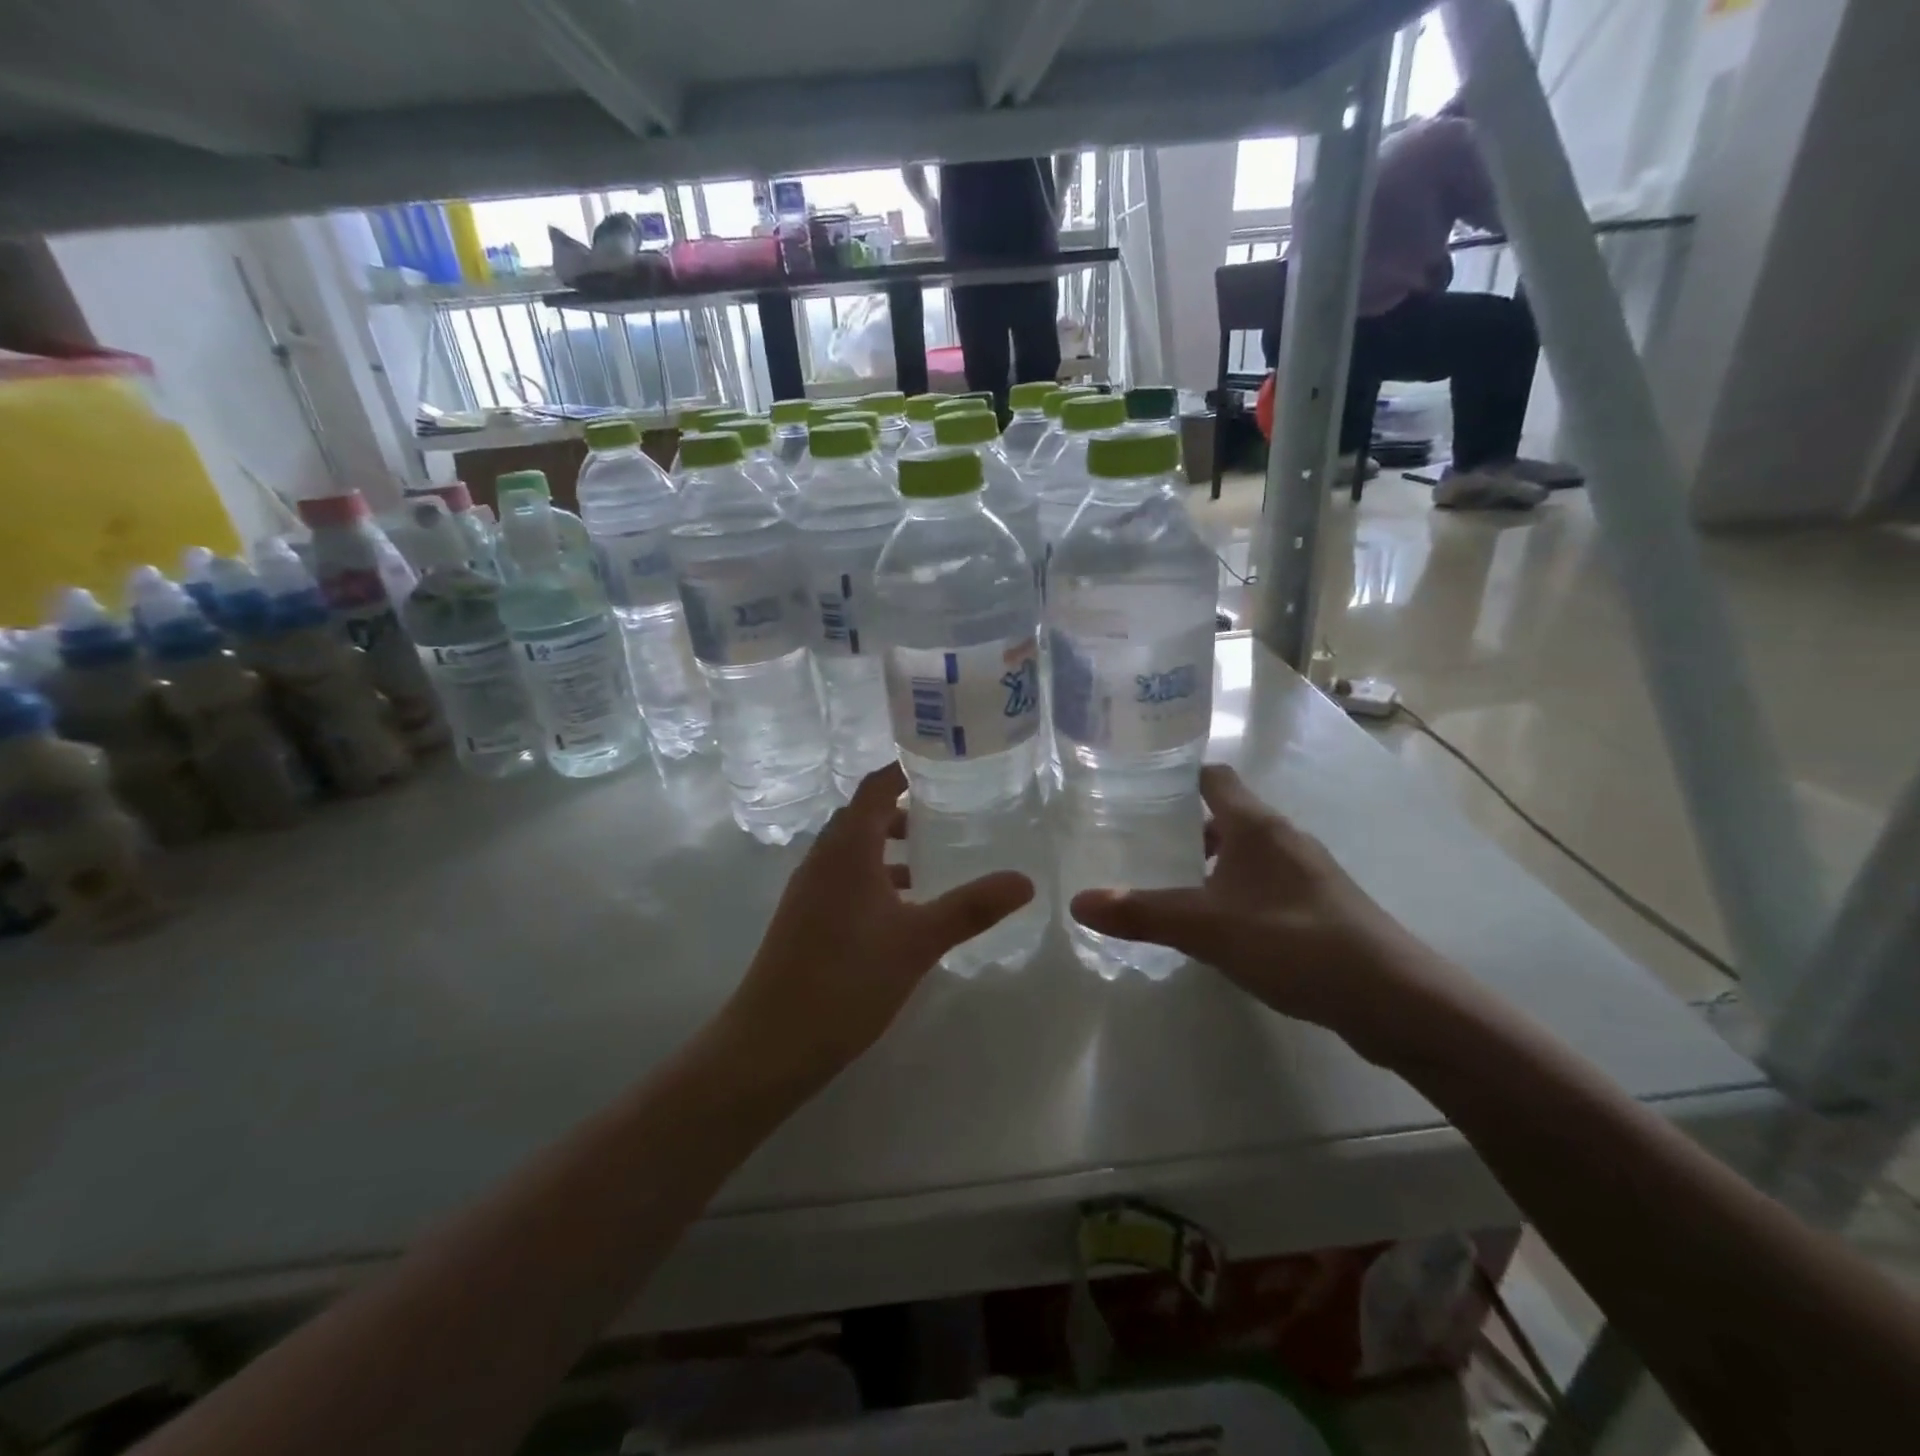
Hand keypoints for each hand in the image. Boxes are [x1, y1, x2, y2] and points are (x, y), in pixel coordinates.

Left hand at [720, 763, 1034, 1085]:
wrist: (771, 1043)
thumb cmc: (847, 979)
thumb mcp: (918, 941)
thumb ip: (971, 907)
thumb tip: (1025, 881)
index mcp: (847, 849)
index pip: (875, 788)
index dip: (904, 770)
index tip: (941, 764)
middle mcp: (823, 858)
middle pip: (862, 816)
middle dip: (901, 810)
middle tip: (946, 812)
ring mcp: (808, 889)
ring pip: (851, 850)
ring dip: (887, 846)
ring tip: (930, 860)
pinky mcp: (803, 918)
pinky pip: (843, 878)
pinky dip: (873, 877)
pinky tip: (900, 910)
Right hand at [1069, 765, 1428, 1036]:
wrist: (1393, 999)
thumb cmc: (1293, 942)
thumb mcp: (1206, 928)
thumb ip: (1141, 912)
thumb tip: (1077, 901)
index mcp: (1256, 825)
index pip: (1213, 777)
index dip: (1176, 776)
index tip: (1136, 788)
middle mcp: (1283, 837)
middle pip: (1225, 815)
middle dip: (1183, 826)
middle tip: (1136, 843)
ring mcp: (1306, 873)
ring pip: (1246, 853)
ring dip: (1210, 863)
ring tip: (1168, 885)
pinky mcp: (1319, 907)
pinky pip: (1264, 884)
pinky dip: (1235, 892)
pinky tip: (1217, 926)